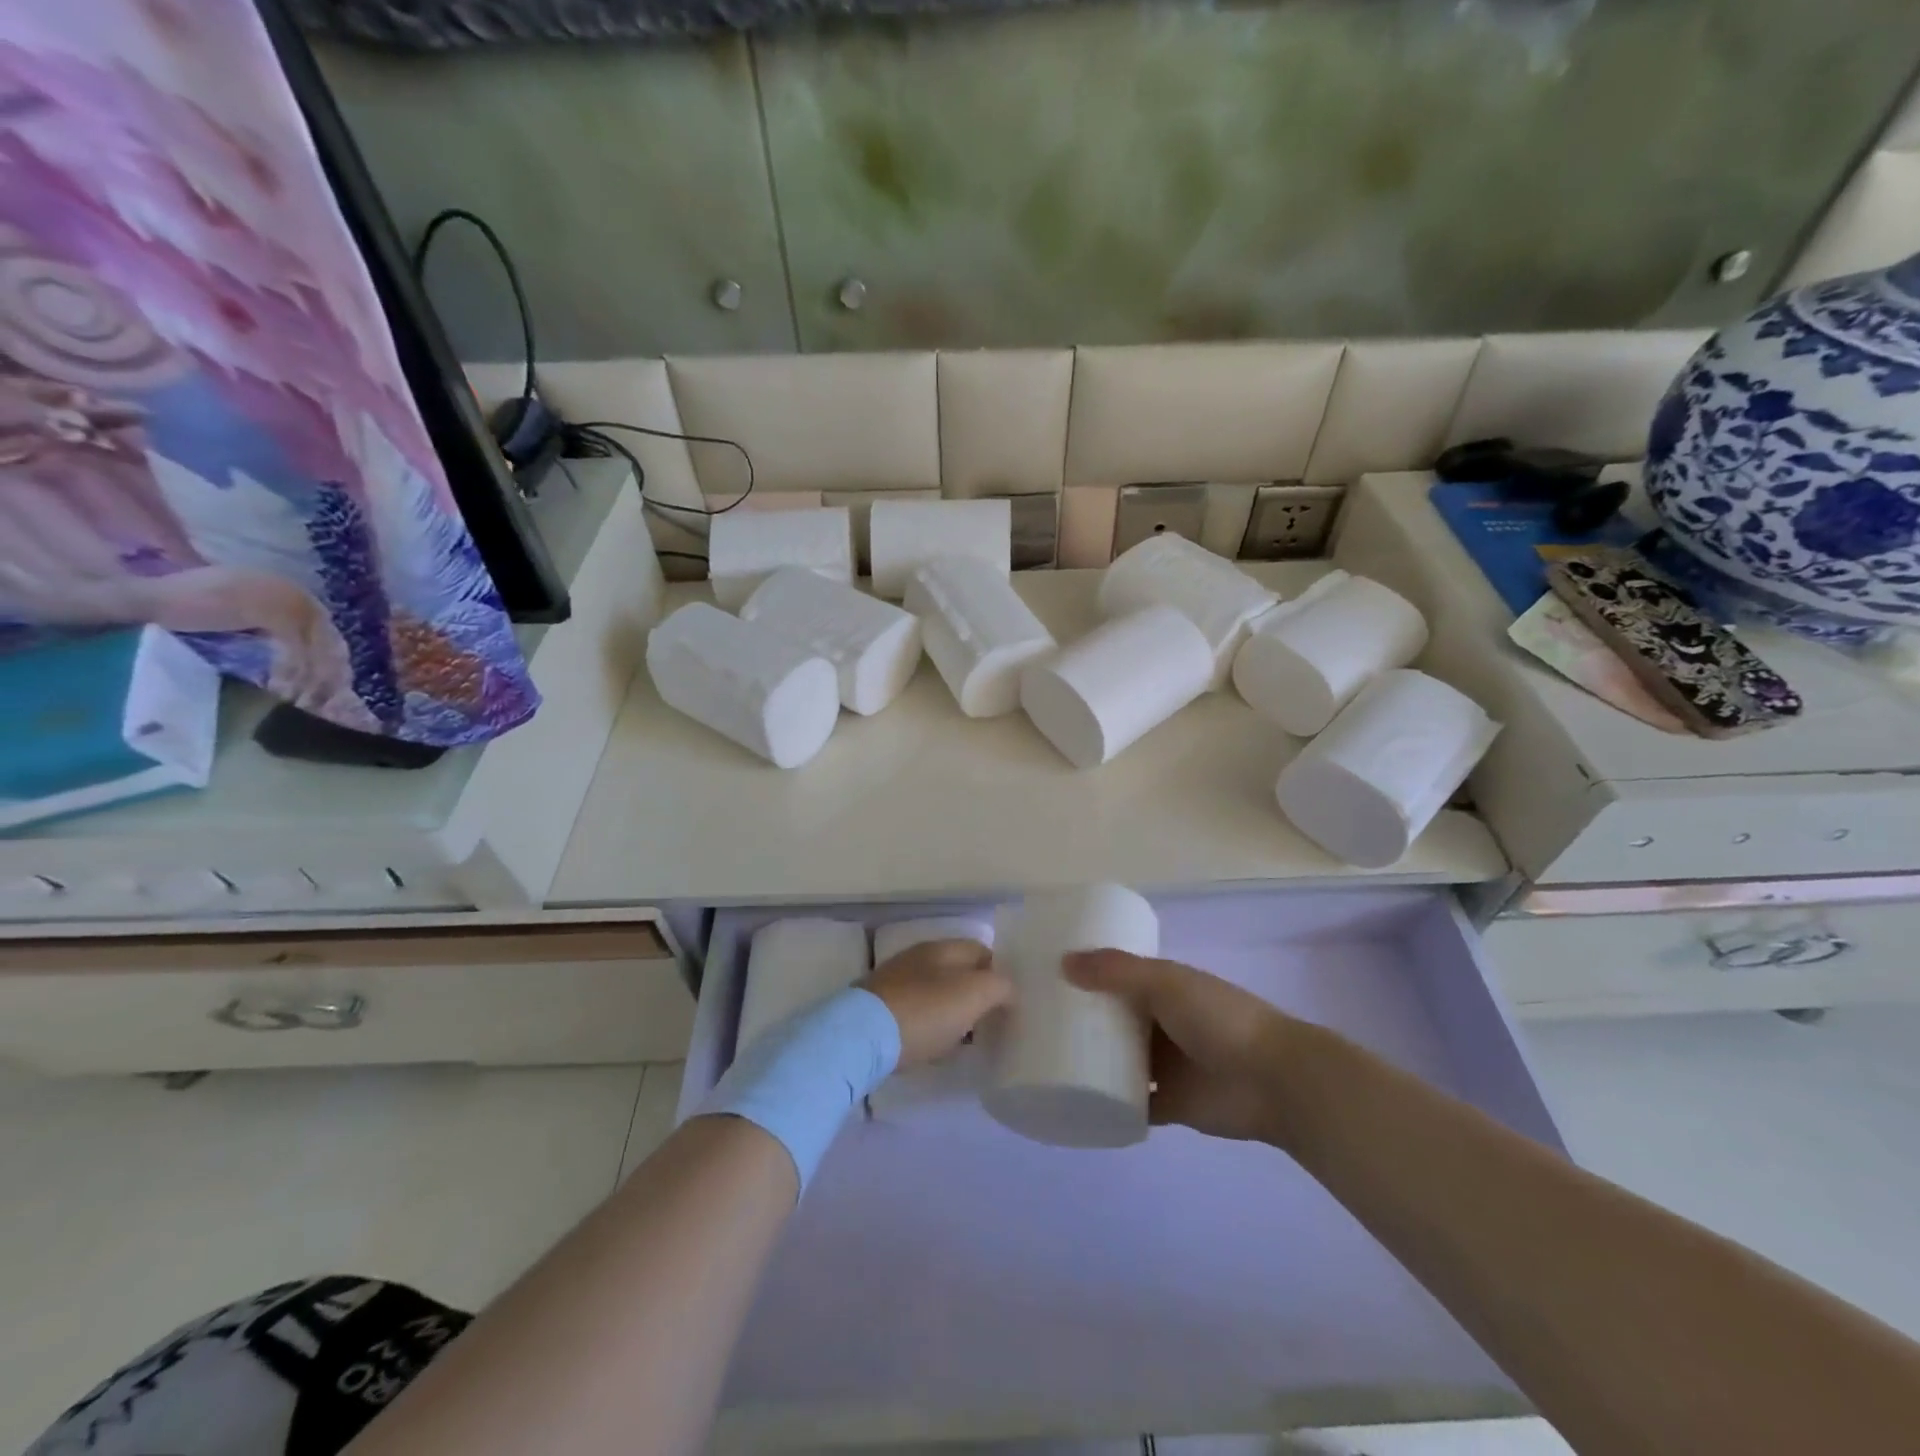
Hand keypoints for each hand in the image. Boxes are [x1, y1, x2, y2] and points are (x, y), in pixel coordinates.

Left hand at [862, 939, 1011, 1069]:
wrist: (861, 1037)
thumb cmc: (925, 1011)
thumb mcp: (975, 994)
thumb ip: (1000, 986)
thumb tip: (1008, 991)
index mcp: (941, 948)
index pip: (981, 950)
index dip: (1001, 972)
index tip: (1013, 1002)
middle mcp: (917, 959)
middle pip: (958, 973)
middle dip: (977, 995)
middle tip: (994, 1023)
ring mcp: (895, 984)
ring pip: (937, 994)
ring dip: (954, 1013)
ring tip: (968, 1040)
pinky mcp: (880, 1011)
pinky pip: (917, 1015)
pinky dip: (931, 1027)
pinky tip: (935, 1047)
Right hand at [1065, 950, 1294, 1144]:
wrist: (1274, 1081)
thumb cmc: (1219, 1019)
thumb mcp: (1166, 982)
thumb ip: (1117, 972)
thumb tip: (1062, 962)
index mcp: (1164, 987)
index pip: (1117, 976)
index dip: (1088, 974)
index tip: (1046, 976)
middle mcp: (1161, 1023)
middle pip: (1114, 1019)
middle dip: (1083, 1019)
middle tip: (1035, 1022)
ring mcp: (1166, 1065)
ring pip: (1119, 1061)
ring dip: (1093, 1061)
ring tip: (1045, 1061)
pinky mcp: (1169, 1104)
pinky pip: (1132, 1104)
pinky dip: (1110, 1104)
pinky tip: (1074, 1104)